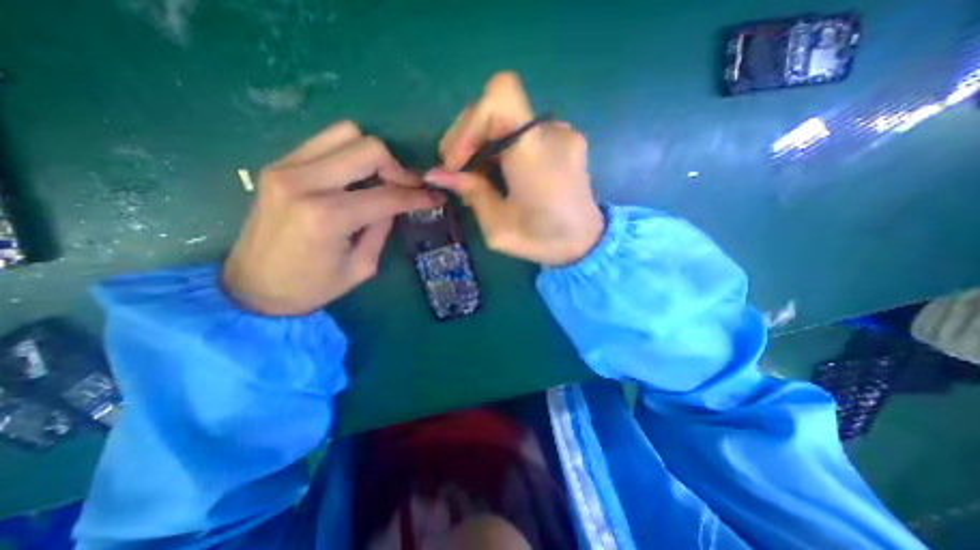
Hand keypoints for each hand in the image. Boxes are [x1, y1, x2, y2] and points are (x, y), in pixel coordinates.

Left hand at [223, 120, 442, 316]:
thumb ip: (382, 228)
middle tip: (404, 189)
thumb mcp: (362, 266)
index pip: (388, 194)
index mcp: (328, 216)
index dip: (418, 196)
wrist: (253, 289)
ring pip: (345, 134)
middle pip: (368, 148)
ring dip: (371, 156)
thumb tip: (395, 202)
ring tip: (379, 180)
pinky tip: (354, 177)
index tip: (436, 197)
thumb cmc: (312, 287)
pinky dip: (348, 154)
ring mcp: (286, 168)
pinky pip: (324, 142)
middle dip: (396, 168)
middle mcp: (305, 182)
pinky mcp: (277, 165)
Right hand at [426, 71, 602, 265]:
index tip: (458, 160)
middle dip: (467, 135)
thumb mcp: (499, 228)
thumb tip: (436, 173)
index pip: (500, 95)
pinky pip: (524, 129)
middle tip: (457, 171)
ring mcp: (563, 132)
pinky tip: (503, 172)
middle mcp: (553, 133)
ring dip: (483, 141)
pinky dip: (504, 145)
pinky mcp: (566, 137)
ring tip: (479, 175)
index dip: (469, 121)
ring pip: (508, 117)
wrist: (586, 243)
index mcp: (534, 157)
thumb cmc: (543, 241)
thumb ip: (471, 193)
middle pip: (496, 106)